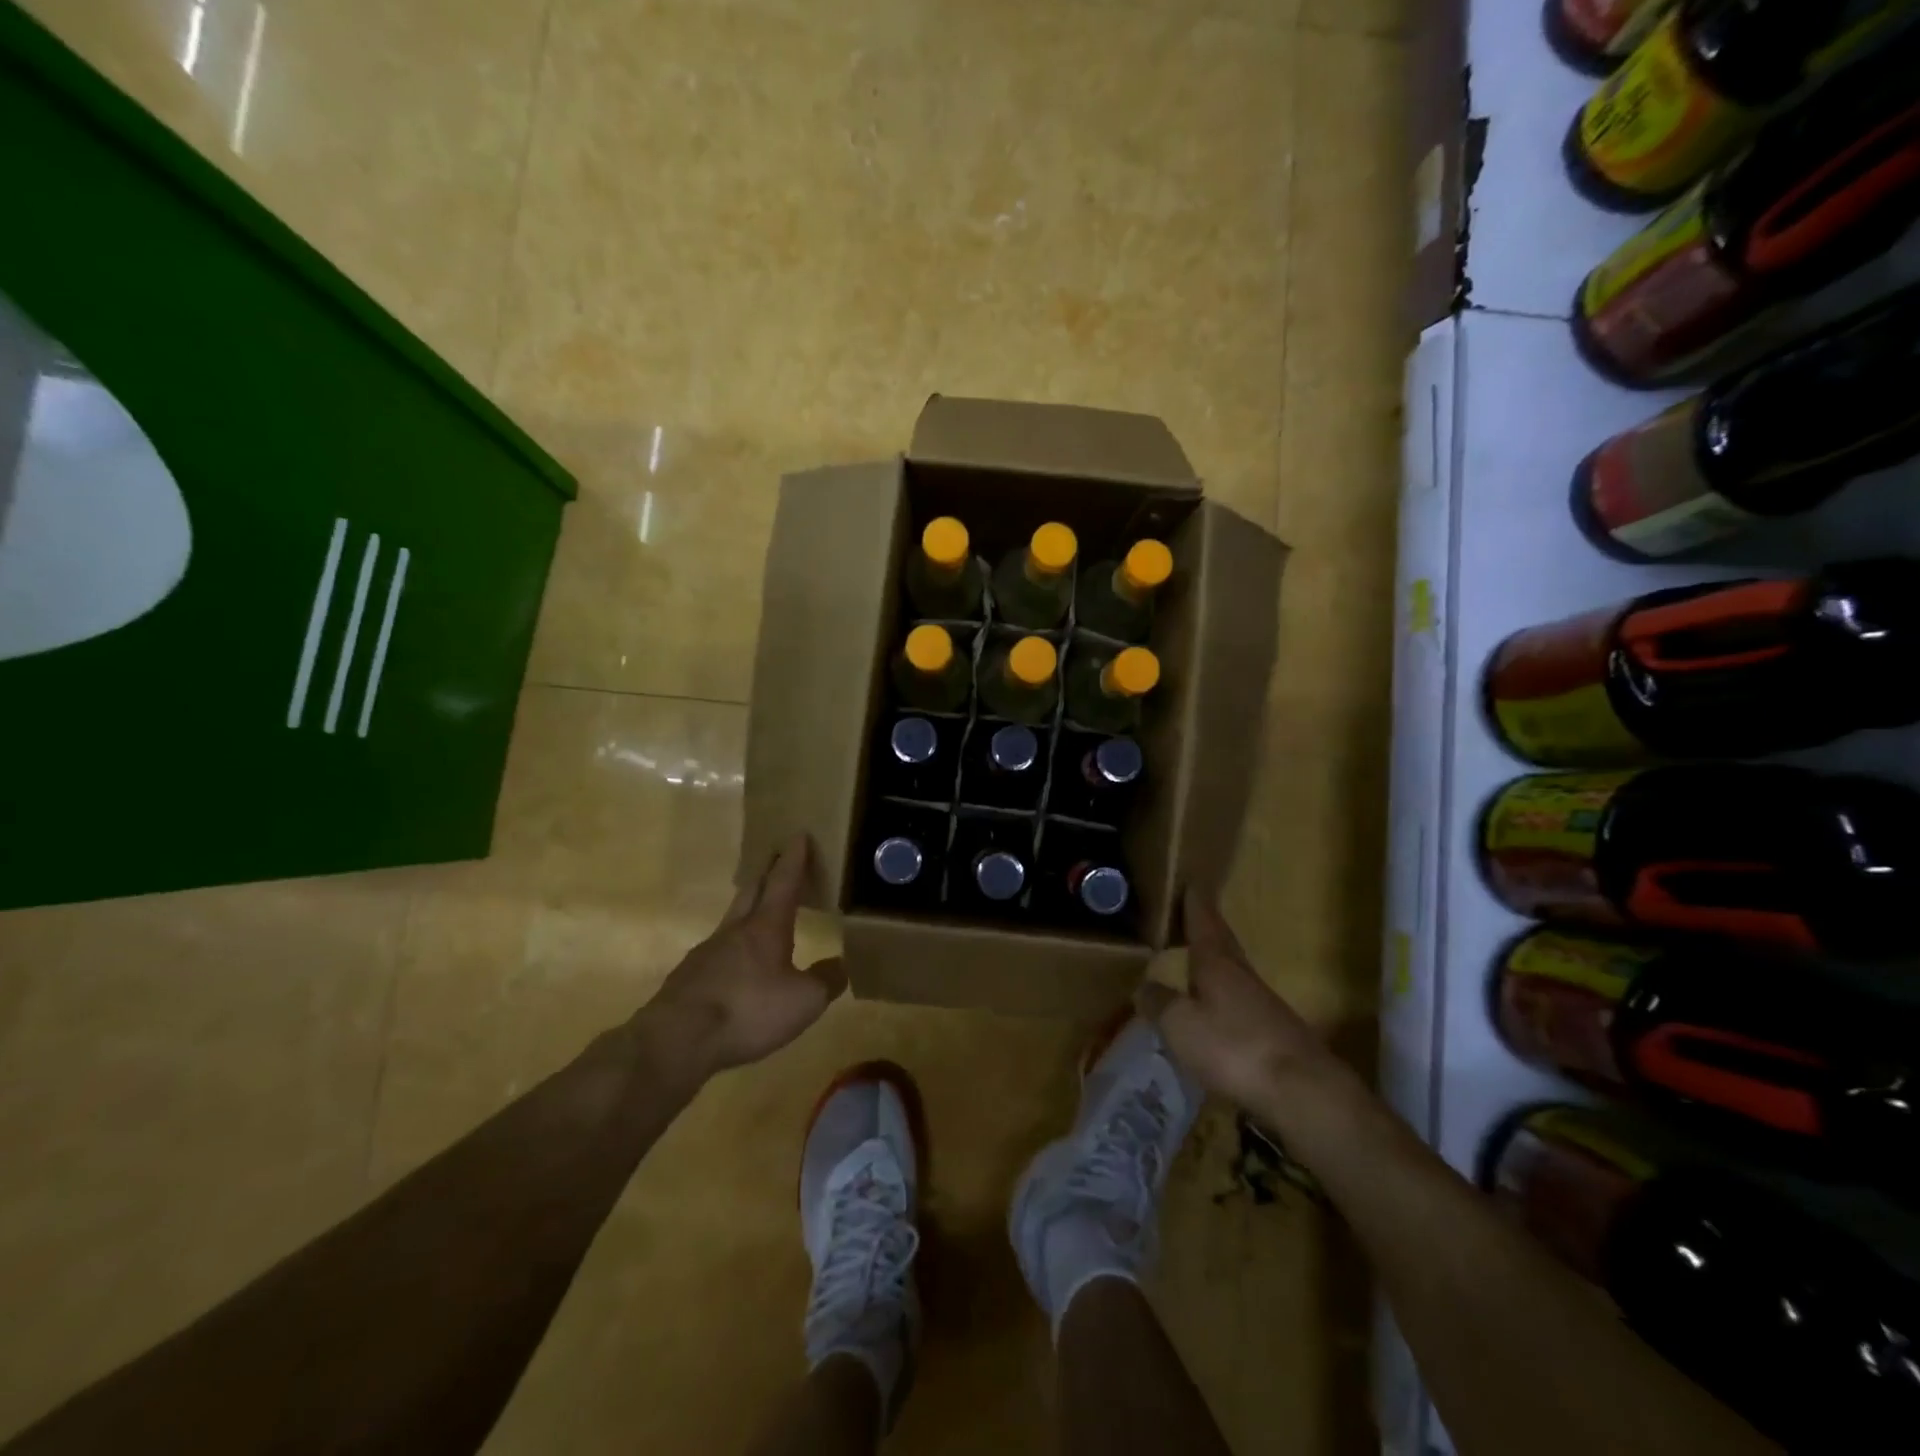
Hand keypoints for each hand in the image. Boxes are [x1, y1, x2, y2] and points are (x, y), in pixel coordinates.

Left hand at [647, 835, 846, 1075]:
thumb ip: (825, 981)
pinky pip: (717, 951)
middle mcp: (735, 930)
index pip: (783, 882)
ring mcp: (707, 952)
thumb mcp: (803, 1001)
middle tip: (778, 860)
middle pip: (752, 890)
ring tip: (761, 910)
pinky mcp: (689, 977)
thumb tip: (840, 965)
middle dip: (767, 873)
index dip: (794, 859)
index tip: (798, 834)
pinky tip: (737, 964)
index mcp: (766, 927)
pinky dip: (733, 947)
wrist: (676, 1039)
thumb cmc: (748, 1011)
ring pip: (732, 919)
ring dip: (748, 907)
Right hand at [1137, 890, 1343, 1112]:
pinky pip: (1241, 1003)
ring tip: (1195, 962)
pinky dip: (1224, 997)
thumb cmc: (1233, 1047)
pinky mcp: (1275, 1035)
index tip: (1192, 883)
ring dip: (1215, 964)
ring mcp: (1263, 1005)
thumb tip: (1143, 987)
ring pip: (1233, 974)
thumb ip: (1159, 1003)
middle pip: (1223, 944)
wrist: (1303, 1092)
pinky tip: (1216, 1011)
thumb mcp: (1180, 1024)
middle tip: (1191, 915)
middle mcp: (1242, 976)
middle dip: (1207, 929)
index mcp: (1217, 964)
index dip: (1195, 904)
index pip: (1204, 923)